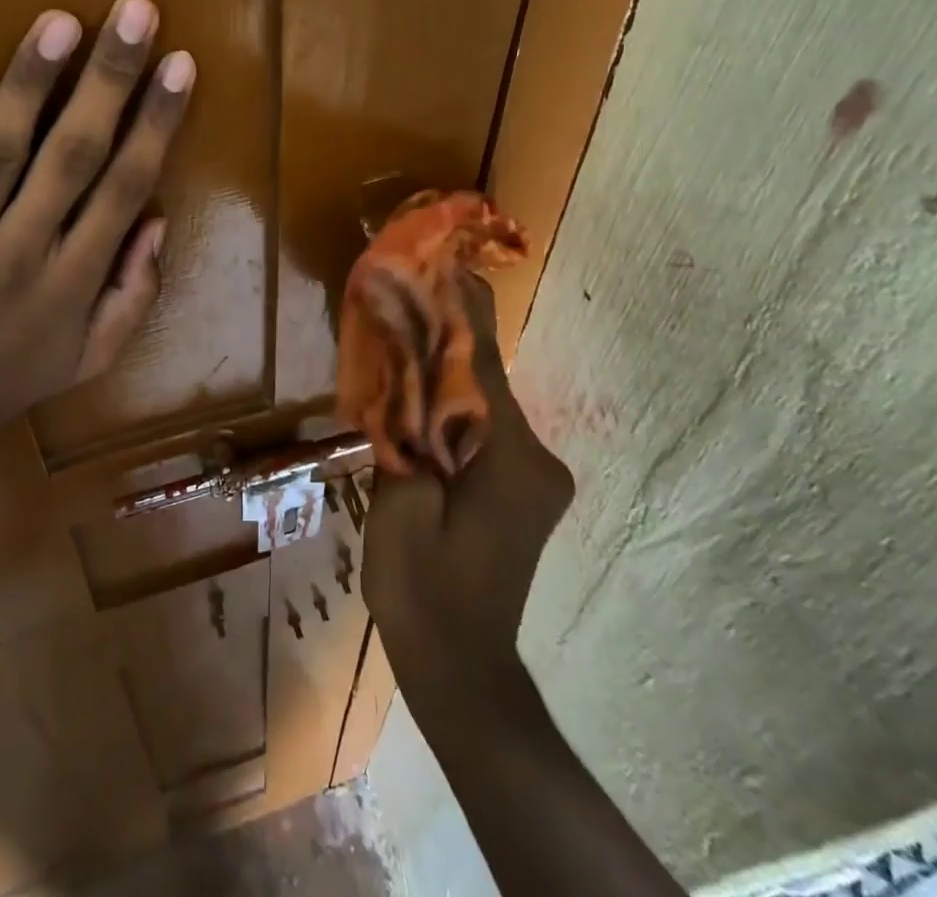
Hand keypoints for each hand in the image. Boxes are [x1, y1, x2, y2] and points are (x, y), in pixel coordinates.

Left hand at [0, 0, 193, 450]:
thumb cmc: (11, 377)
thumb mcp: (92, 356)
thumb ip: (136, 293)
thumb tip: (158, 218)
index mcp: (74, 283)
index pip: (125, 188)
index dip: (156, 124)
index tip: (179, 64)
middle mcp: (20, 257)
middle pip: (72, 157)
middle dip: (108, 81)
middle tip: (133, 12)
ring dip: (29, 86)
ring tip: (59, 22)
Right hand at [362, 276, 573, 683]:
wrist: (461, 671)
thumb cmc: (424, 593)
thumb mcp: (400, 508)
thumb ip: (404, 435)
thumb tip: (402, 379)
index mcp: (509, 460)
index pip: (479, 369)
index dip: (460, 315)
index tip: (451, 266)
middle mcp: (536, 460)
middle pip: (485, 384)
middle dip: (449, 343)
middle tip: (414, 298)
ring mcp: (535, 478)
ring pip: (485, 407)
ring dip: (449, 378)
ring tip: (411, 338)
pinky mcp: (524, 491)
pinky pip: (486, 433)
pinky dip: (456, 411)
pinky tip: (424, 397)